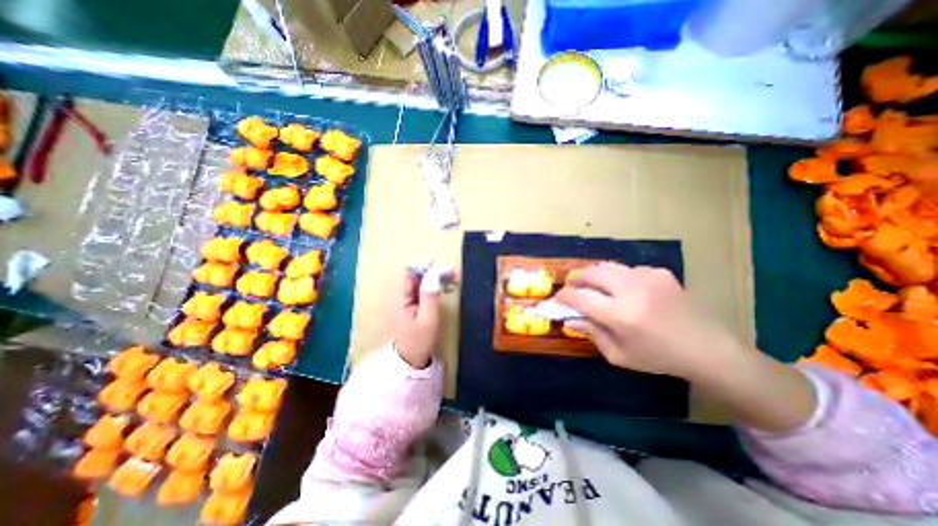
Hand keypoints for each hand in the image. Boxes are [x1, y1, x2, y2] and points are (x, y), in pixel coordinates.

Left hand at [388, 269, 446, 367]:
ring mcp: (401, 300)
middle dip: (432, 271)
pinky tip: (441, 288)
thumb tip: (435, 273)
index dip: (426, 267)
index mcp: (398, 298)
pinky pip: (418, 289)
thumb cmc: (419, 341)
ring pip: (416, 281)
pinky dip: (430, 286)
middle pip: (413, 275)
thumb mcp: (428, 319)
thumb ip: (430, 295)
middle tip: (451, 273)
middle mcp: (397, 296)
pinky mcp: (406, 305)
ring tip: (449, 278)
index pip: (409, 273)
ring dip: (432, 277)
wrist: (408, 361)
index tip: (444, 269)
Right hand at [555, 263, 814, 431]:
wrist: (709, 349)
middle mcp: (632, 290)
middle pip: (592, 273)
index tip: (558, 299)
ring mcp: (648, 277)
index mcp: (622, 315)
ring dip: (595, 276)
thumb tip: (569, 318)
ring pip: (608, 267)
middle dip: (577, 279)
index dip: (564, 296)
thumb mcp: (619, 355)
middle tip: (573, 288)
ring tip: (595, 287)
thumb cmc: (659, 358)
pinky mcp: (660, 272)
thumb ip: (592, 333)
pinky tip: (626, 290)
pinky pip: (628, 269)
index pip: (580, 297)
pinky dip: (618, 277)